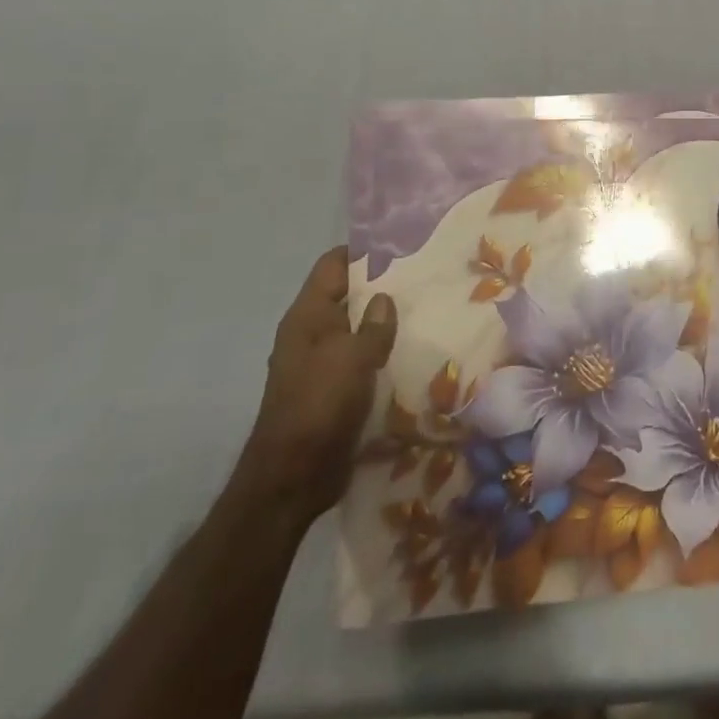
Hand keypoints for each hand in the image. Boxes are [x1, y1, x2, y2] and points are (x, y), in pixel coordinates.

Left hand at [237, 247, 396, 523]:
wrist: (292, 477)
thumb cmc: (319, 406)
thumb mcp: (352, 358)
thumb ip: (373, 325)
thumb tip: (384, 297)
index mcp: (306, 317)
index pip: (332, 266)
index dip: (361, 250)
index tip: (400, 241)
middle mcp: (311, 334)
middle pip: (346, 295)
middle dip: (379, 284)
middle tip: (423, 273)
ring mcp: (321, 364)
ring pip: (356, 328)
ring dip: (383, 320)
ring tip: (425, 307)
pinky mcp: (334, 390)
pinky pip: (361, 359)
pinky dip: (382, 351)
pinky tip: (412, 349)